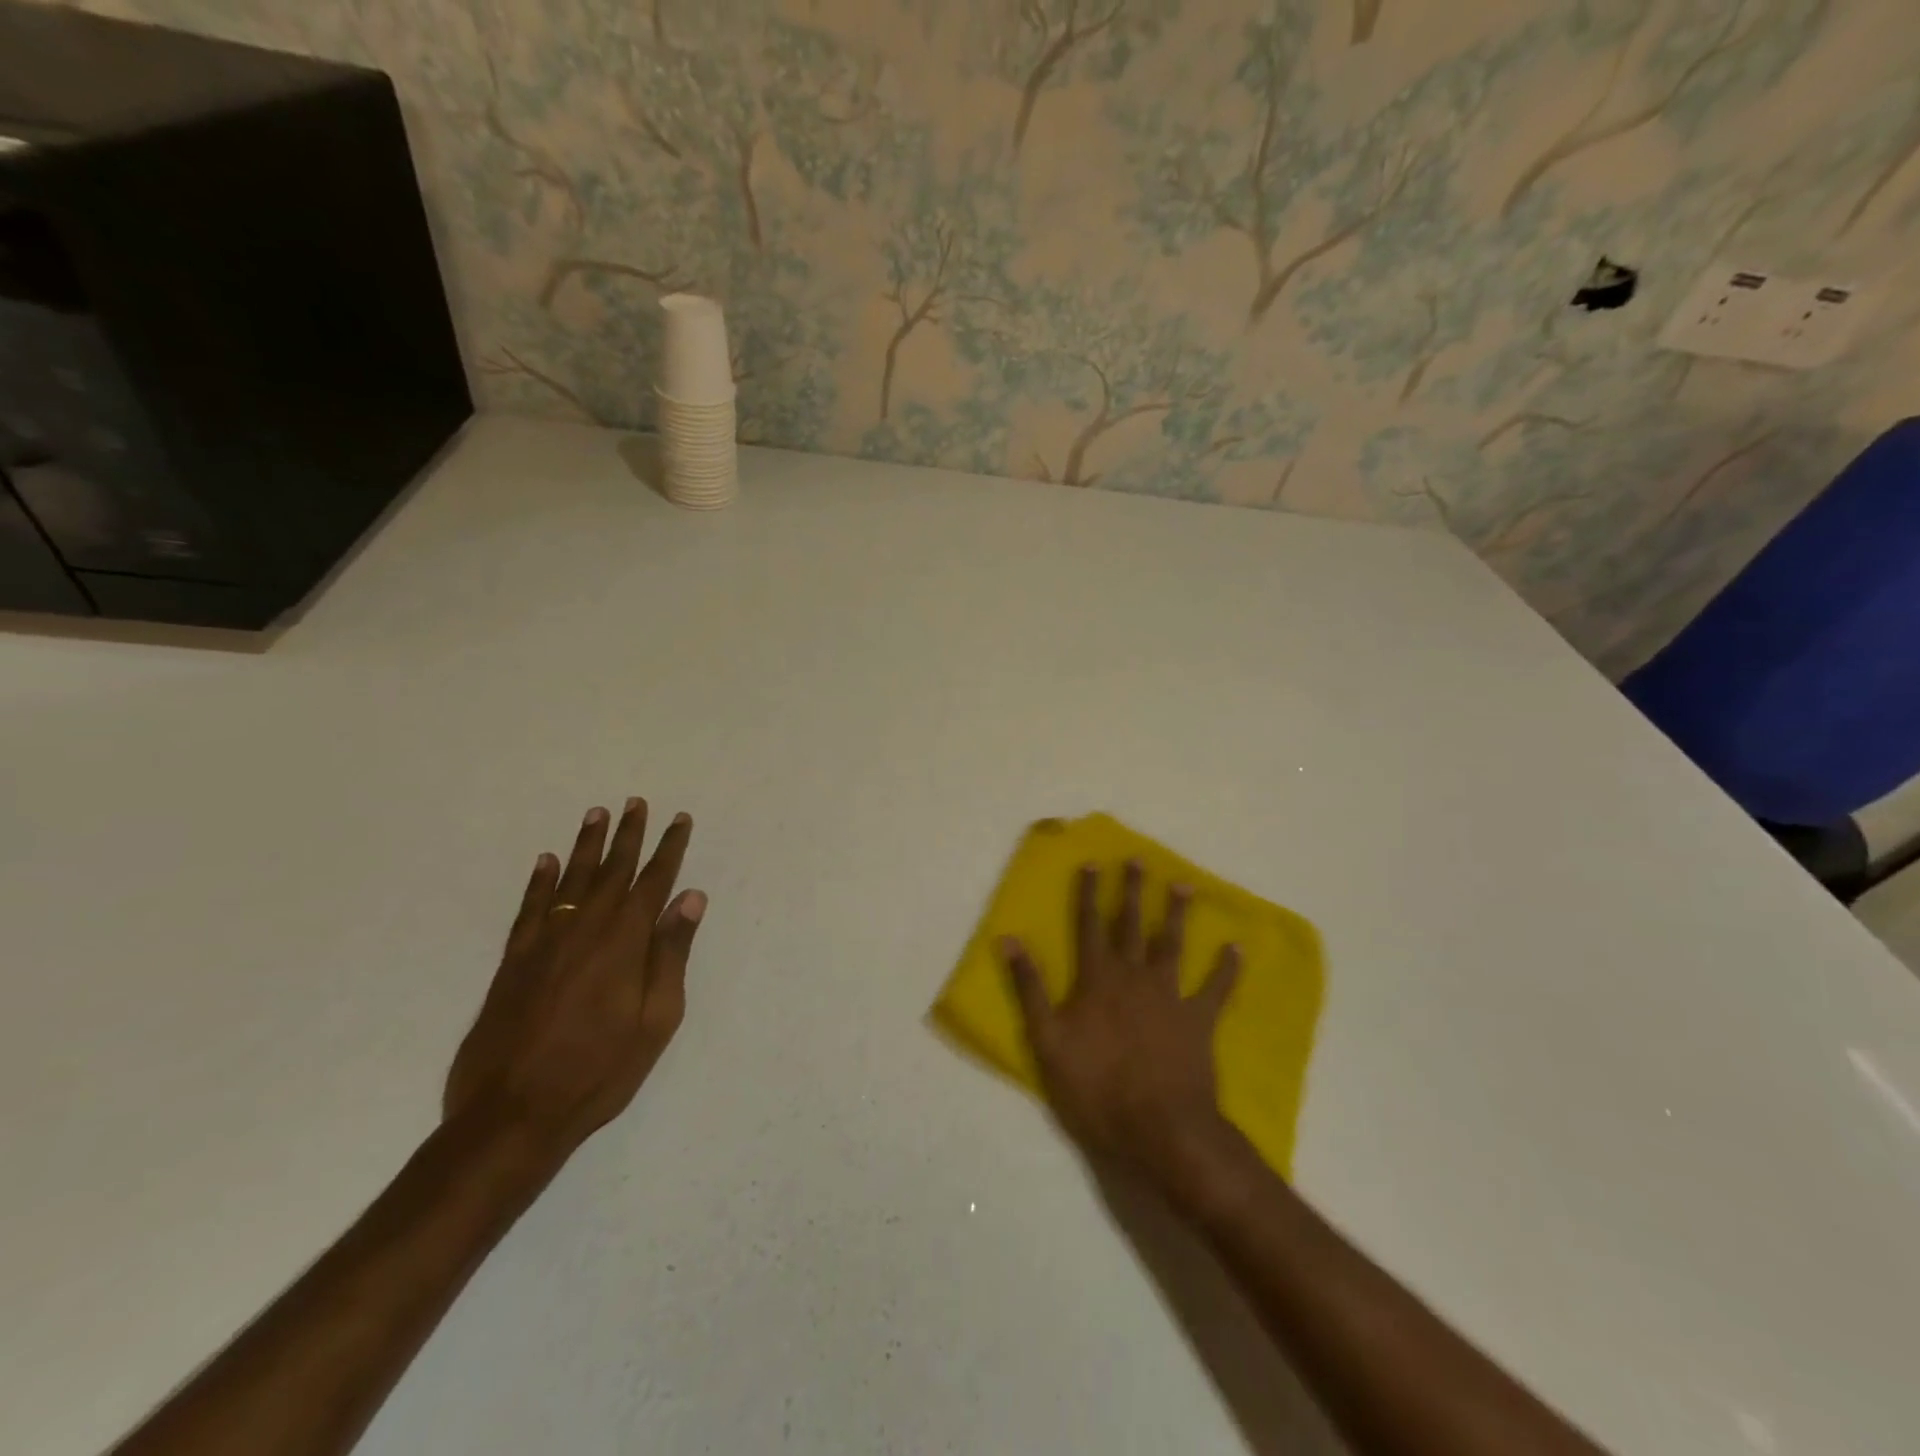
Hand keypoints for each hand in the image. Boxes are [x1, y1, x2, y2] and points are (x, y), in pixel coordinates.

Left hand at [444, 798, 705, 1158]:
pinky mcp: (514, 961)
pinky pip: (530, 907)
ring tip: (598, 814)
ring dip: (587, 845)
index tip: (679, 820)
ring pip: (571, 880)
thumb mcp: (656, 1019)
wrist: (513, 1114)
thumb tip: (690, 898)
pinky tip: (547, 861)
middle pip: (612, 871)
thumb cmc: (600, 1070)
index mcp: (625, 942)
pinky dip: (539, 881)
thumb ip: (671, 954)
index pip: (653, 882)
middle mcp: (585, 929)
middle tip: (637, 803)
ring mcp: (545, 942)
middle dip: (629, 835)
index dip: (669, 849)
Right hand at [1002, 862, 1240, 1185]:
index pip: (1089, 925)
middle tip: (1139, 860)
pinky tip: (1237, 947)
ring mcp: (1170, 996)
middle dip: (1132, 891)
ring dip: (1177, 914)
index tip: (1093, 862)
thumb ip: (1030, 988)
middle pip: (1132, 925)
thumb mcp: (1047, 1040)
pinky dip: (1227, 968)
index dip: (1089, 894)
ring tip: (1183, 885)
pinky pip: (1217, 988)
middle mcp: (1134, 976)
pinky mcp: (1199, 1020)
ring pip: (1172, 944)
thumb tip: (1009, 940)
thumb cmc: (1096, 1087)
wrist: (1160, 1128)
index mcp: (1097, 978)